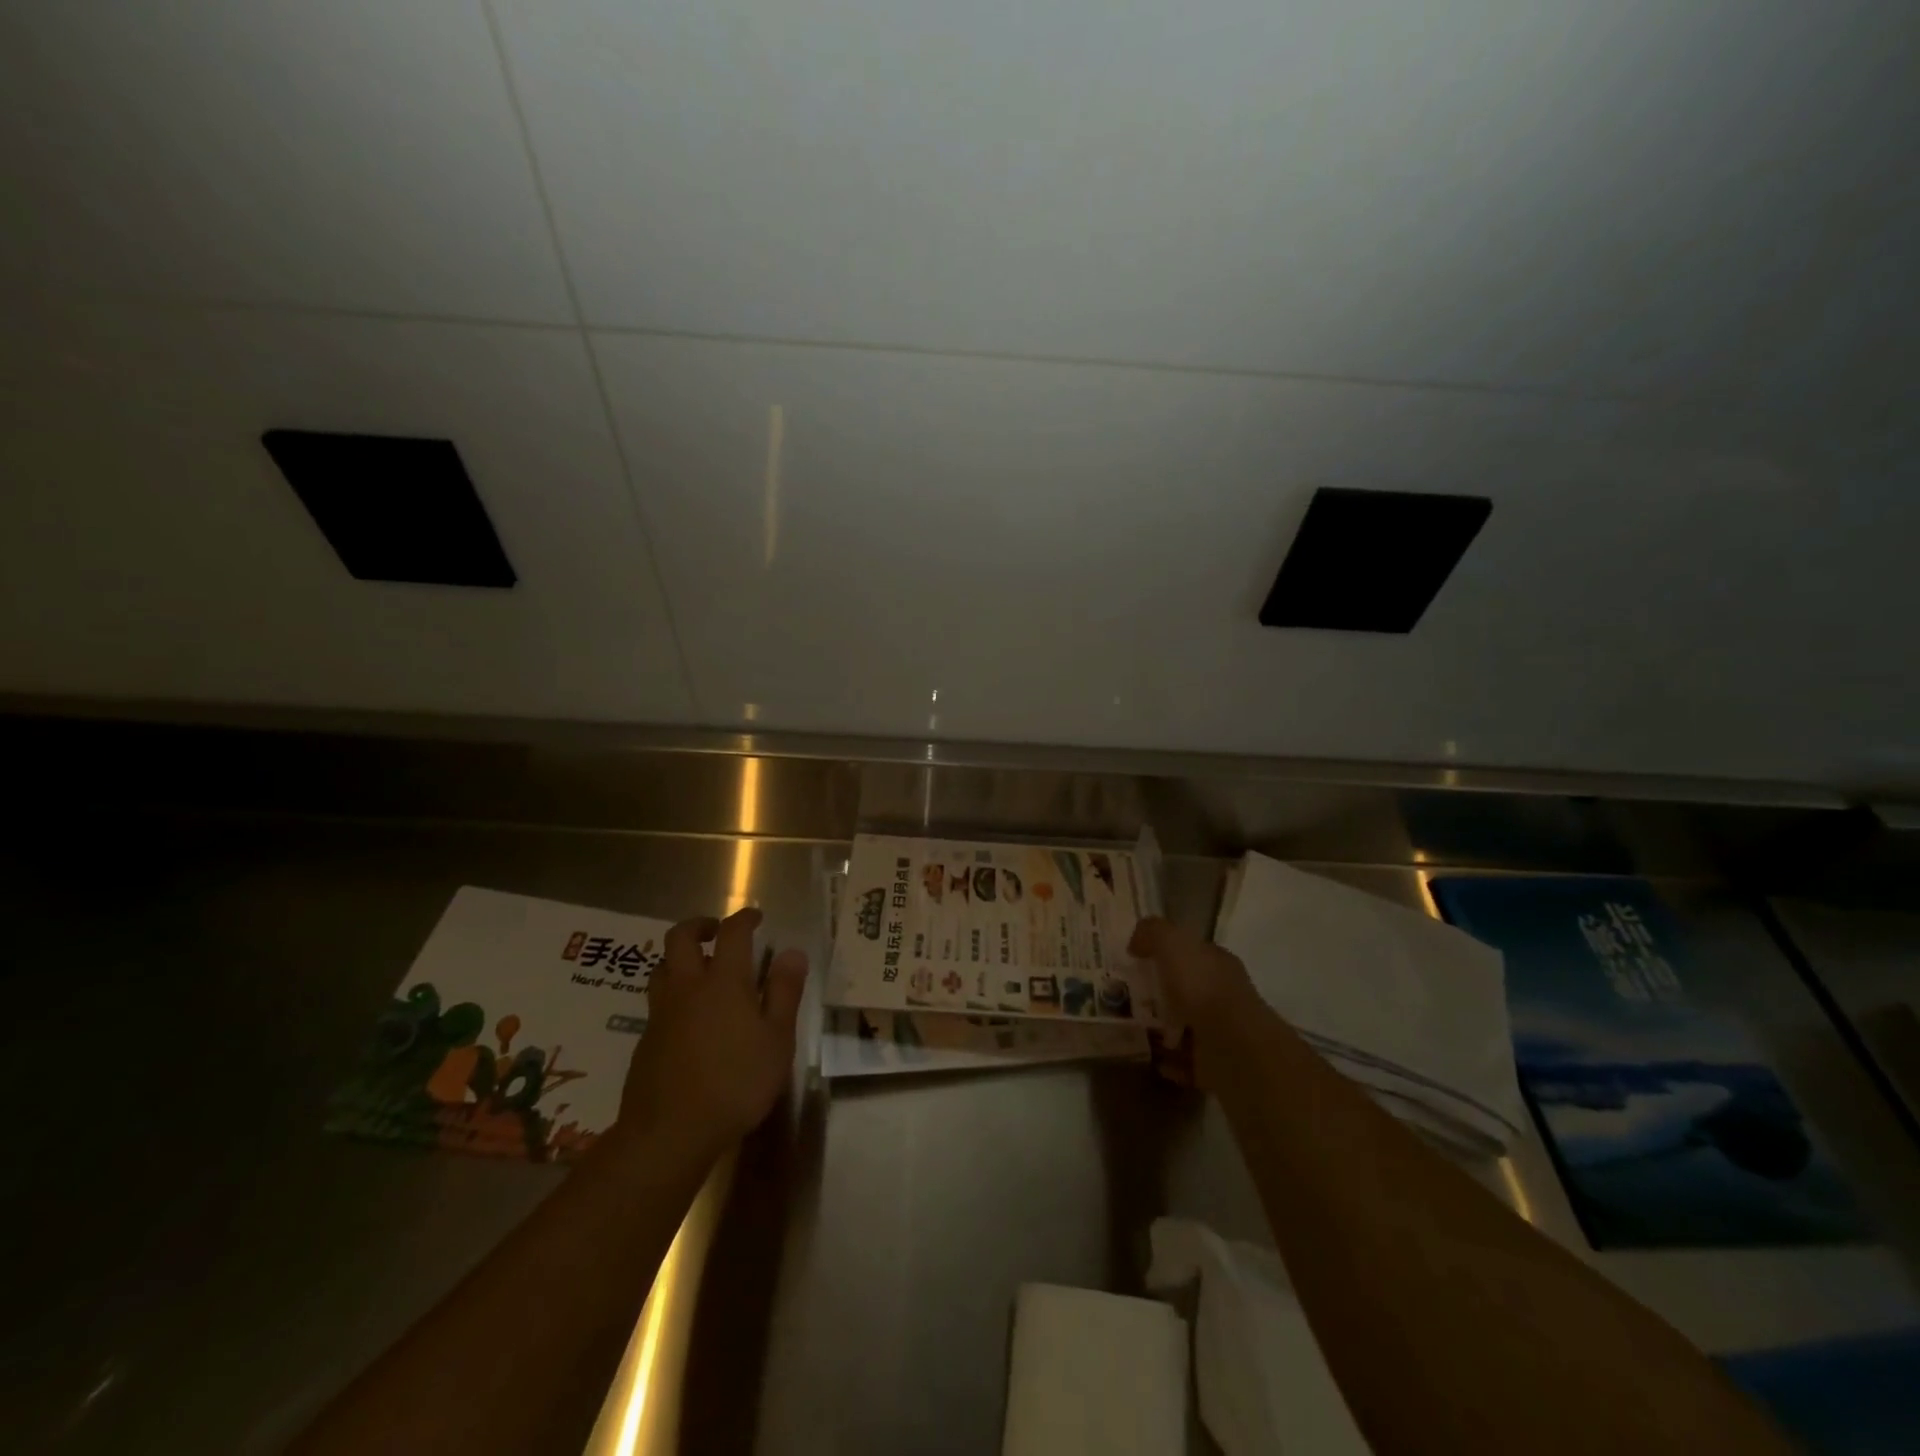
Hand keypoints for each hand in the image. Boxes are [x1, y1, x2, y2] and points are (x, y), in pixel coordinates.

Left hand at [616, 907, 807, 1164]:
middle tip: (717, 931)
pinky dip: (673, 994)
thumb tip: (792, 952)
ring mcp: (661, 1013)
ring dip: (679, 958)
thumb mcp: (777, 1039)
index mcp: (724, 981)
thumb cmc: (736, 1082)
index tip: (756, 917)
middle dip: (699, 926)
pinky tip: (689, 1018)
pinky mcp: (645, 1040)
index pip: (732, 932)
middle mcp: (688, 987)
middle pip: (680, 938)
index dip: (744, 918)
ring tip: (699, 970)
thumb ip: (784, 992)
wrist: (669, 1133)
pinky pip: (657, 1002)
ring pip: (661, 967)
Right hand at [1129, 916, 1264, 1087]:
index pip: (1190, 952)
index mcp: (1216, 963)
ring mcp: (1220, 1031)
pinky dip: (1168, 1059)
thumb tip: (1136, 943)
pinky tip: (1148, 1056)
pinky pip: (1184, 1060)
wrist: (1230, 1046)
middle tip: (1125, 996)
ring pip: (1184, 1025)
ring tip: (1130, 1028)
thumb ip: (1153, 933)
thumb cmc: (1201, 986)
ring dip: (1161, 1028)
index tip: (1135, 960)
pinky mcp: (1214, 1065)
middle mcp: (1222, 994)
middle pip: (1185, 989)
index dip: (1164, 952)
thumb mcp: (1172, 942)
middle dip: (1159, 992)